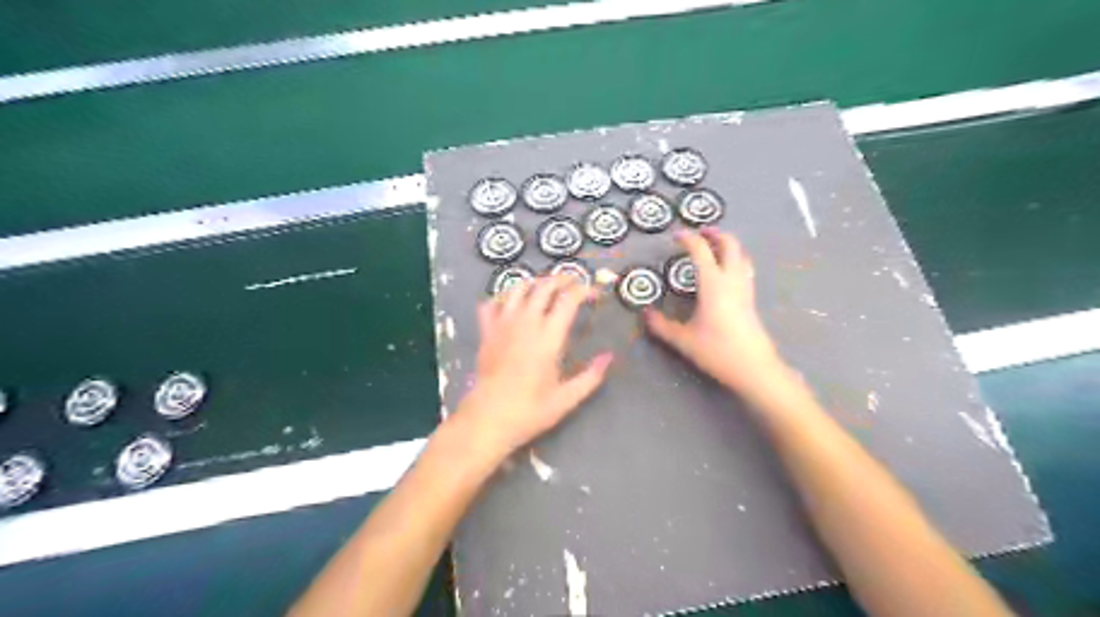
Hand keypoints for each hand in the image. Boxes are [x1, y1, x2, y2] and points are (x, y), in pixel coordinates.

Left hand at [453, 274, 610, 456]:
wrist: (488, 419)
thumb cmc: (530, 411)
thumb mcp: (566, 399)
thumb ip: (591, 376)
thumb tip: (609, 357)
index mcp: (548, 338)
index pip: (568, 300)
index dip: (583, 290)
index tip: (594, 293)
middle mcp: (525, 324)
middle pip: (543, 287)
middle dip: (561, 279)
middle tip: (573, 281)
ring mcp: (502, 325)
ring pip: (517, 289)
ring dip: (534, 283)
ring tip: (544, 287)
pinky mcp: (486, 332)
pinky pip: (491, 303)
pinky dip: (503, 297)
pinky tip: (511, 302)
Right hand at [642, 230, 785, 391]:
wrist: (755, 369)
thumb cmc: (717, 351)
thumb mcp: (683, 340)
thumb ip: (661, 326)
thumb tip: (644, 314)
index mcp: (713, 284)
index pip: (701, 251)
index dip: (688, 239)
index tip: (676, 235)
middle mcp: (732, 280)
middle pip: (730, 245)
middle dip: (715, 234)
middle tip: (700, 232)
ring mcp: (745, 289)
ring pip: (741, 255)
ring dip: (728, 245)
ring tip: (714, 246)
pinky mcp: (751, 300)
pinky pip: (745, 269)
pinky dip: (735, 259)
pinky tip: (726, 272)